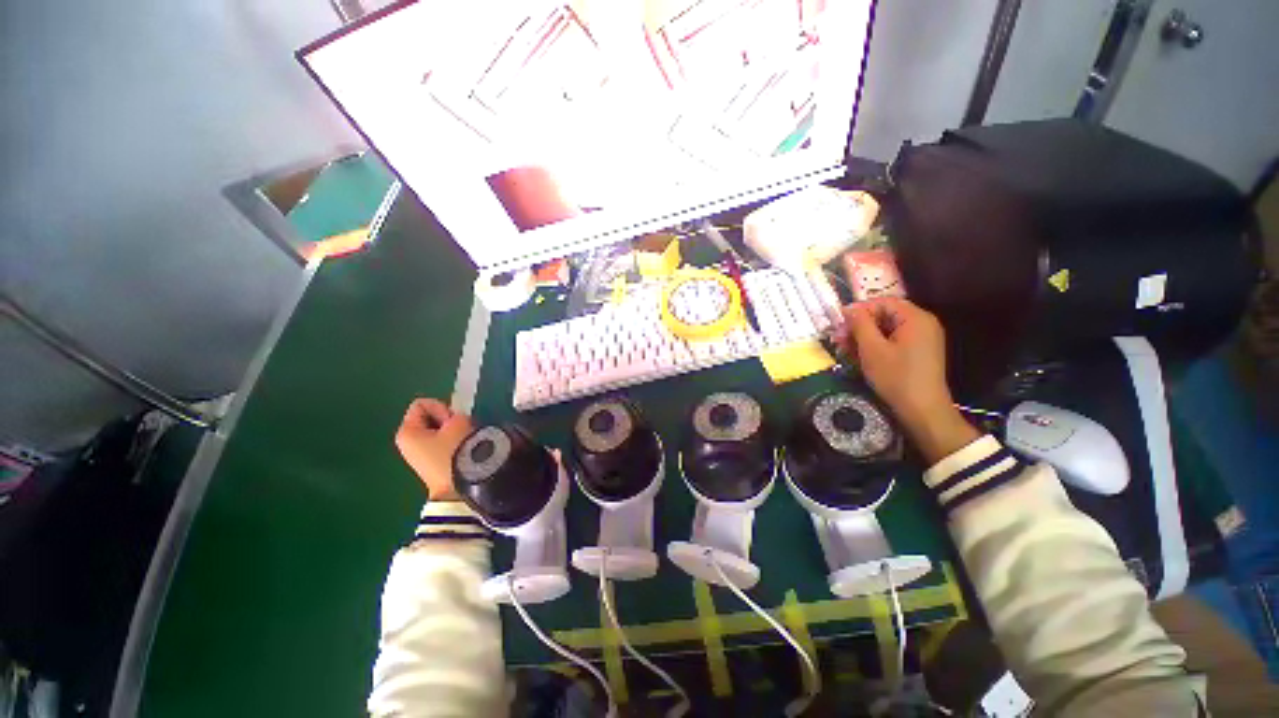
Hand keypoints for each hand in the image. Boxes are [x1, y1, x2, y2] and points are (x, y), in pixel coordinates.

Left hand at [395, 399, 473, 500]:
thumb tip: (455, 421)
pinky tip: (461, 451)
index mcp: (406, 431)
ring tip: (463, 441)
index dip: (441, 408)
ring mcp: (418, 454)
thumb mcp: (458, 422)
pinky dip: (452, 442)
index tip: (450, 422)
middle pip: (429, 417)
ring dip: (453, 431)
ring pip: (438, 430)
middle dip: (447, 420)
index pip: (423, 404)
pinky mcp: (430, 463)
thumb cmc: (454, 452)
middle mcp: (407, 442)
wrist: (457, 487)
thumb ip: (455, 413)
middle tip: (460, 430)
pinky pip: (442, 442)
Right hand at [841, 298, 978, 462]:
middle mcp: (922, 324)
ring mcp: (922, 339)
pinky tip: (859, 356)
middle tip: (838, 338)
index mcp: (915, 318)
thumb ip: (860, 324)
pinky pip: (893, 340)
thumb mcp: (872, 349)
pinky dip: (875, 345)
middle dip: (859, 325)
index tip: (839, 323)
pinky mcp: (918, 352)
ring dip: (864, 337)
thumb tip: (849, 308)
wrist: (922, 409)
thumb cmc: (896, 376)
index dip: (859, 309)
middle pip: (885, 315)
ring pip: (887, 329)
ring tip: (844, 349)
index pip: (883, 302)